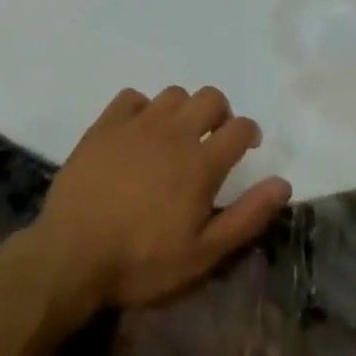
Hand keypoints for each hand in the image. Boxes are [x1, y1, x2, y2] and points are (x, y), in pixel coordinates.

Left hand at [32, 87, 291, 312]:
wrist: (71, 255)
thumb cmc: (142, 262)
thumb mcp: (202, 255)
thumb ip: (246, 216)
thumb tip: (283, 183)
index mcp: (201, 162)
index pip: (240, 128)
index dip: (249, 133)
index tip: (247, 147)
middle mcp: (174, 132)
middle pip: (210, 97)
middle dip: (220, 113)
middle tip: (212, 139)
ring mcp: (137, 124)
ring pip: (173, 94)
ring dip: (182, 110)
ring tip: (175, 137)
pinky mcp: (105, 125)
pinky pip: (132, 97)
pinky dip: (141, 108)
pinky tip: (137, 132)